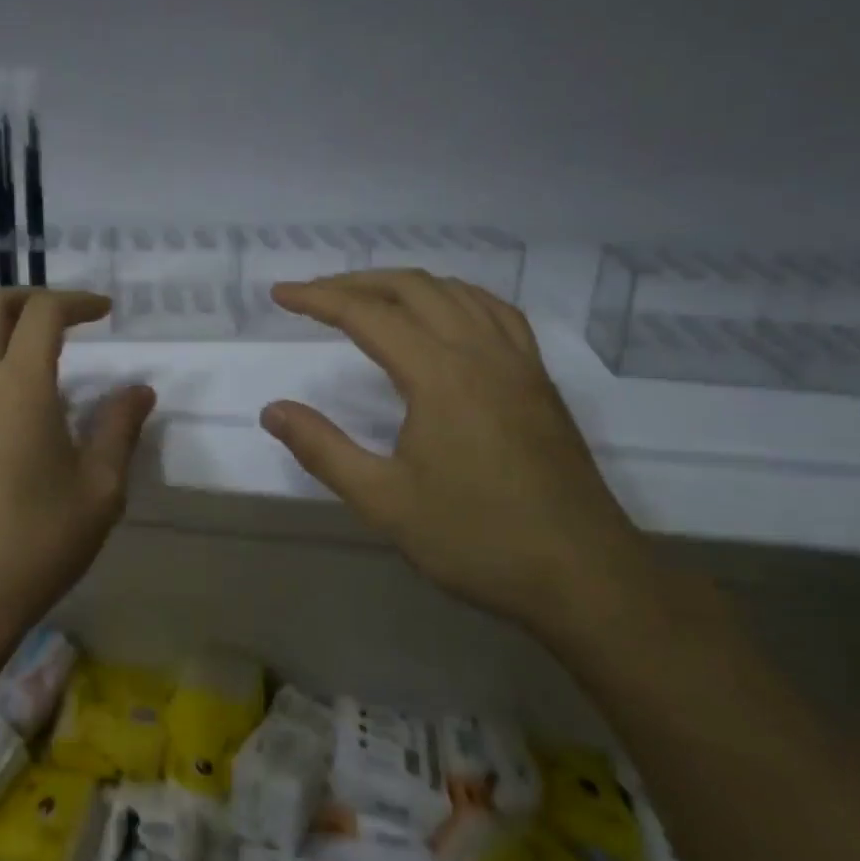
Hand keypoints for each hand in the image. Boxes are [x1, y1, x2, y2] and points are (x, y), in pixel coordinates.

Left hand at [0, 288, 155, 661]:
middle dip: (31, 297)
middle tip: (65, 317)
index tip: (104, 313)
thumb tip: (139, 390)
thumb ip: (119, 428)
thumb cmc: (37, 541)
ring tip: (23, 342)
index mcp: (20, 384)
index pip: (43, 311)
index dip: (76, 301)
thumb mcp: (100, 489)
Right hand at [260, 271, 647, 634]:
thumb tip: (272, 410)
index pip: (368, 314)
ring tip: (367, 297)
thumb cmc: (478, 540)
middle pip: (411, 287)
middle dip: (355, 282)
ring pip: (455, 291)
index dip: (318, 298)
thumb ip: (323, 450)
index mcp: (440, 375)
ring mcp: (517, 362)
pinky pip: (494, 311)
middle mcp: (480, 352)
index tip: (280, 295)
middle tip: (313, 294)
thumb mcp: (385, 502)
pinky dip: (455, 296)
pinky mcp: (539, 379)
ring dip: (403, 284)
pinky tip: (444, 314)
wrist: (587, 578)